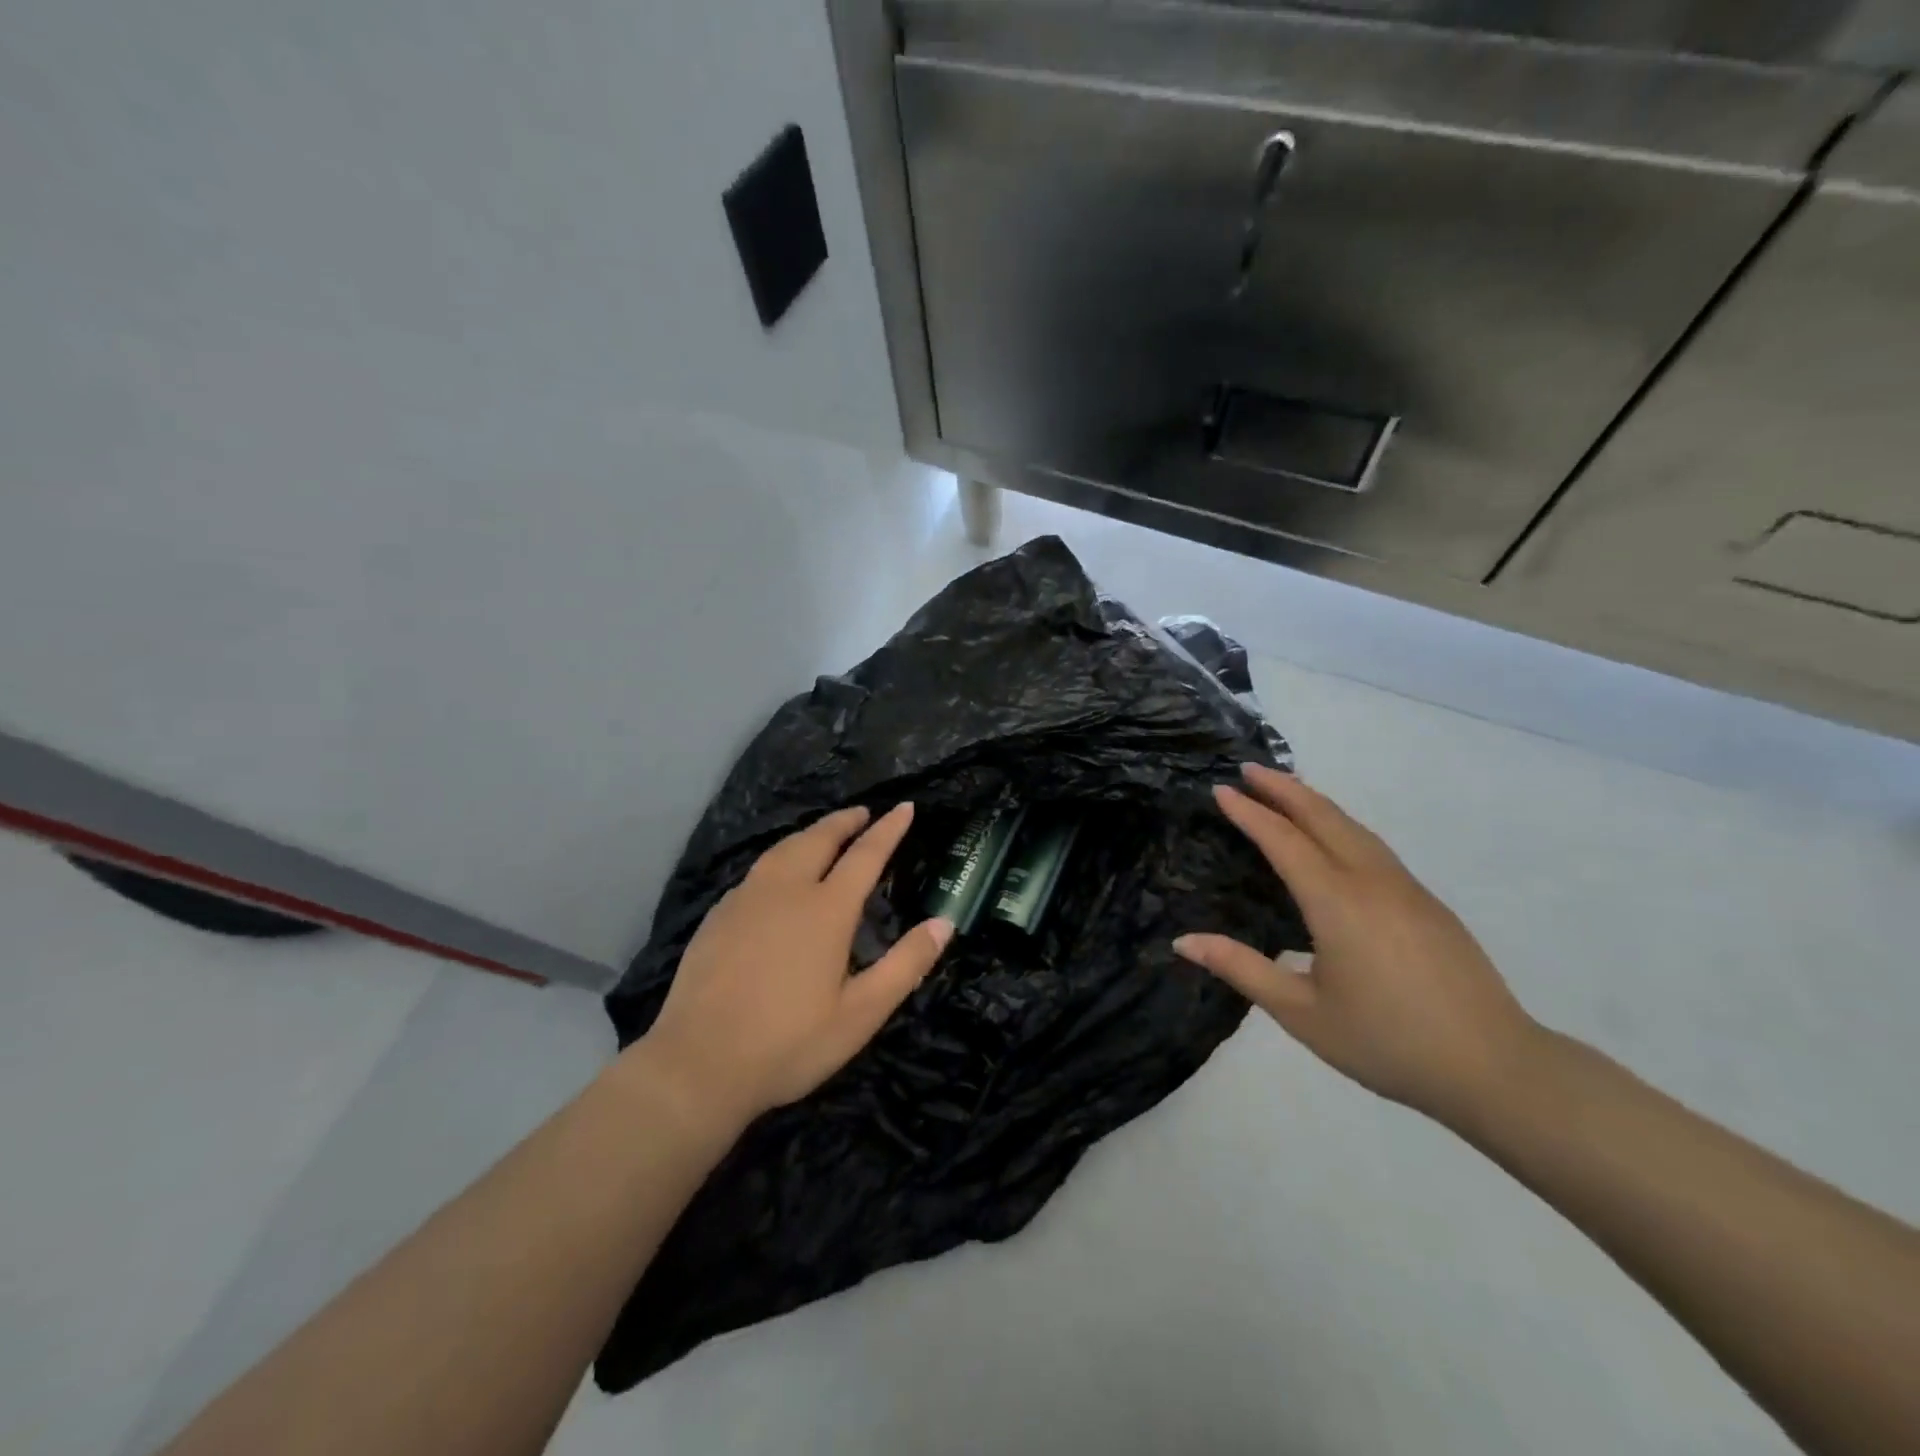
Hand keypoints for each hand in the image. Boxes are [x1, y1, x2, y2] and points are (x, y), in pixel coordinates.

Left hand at [637, 804, 953, 1134]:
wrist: (697, 1065)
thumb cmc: (789, 1043)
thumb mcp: (861, 1013)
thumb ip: (905, 964)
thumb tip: (944, 923)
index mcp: (826, 910)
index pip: (865, 855)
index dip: (888, 829)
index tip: (904, 807)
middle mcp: (785, 891)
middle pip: (819, 839)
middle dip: (845, 821)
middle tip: (863, 813)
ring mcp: (746, 900)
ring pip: (783, 849)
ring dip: (810, 834)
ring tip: (825, 834)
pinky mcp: (718, 916)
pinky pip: (757, 871)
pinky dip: (780, 858)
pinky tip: (777, 876)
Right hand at [1175, 764, 1539, 1126]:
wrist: (1494, 1068)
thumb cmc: (1386, 1042)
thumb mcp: (1301, 1012)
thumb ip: (1241, 969)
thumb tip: (1183, 941)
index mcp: (1337, 903)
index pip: (1284, 840)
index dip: (1250, 812)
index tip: (1221, 788)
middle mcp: (1371, 881)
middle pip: (1323, 817)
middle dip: (1283, 788)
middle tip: (1248, 768)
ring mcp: (1406, 888)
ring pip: (1354, 827)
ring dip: (1315, 801)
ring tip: (1285, 788)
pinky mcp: (1427, 902)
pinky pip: (1373, 846)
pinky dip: (1341, 824)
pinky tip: (1333, 836)